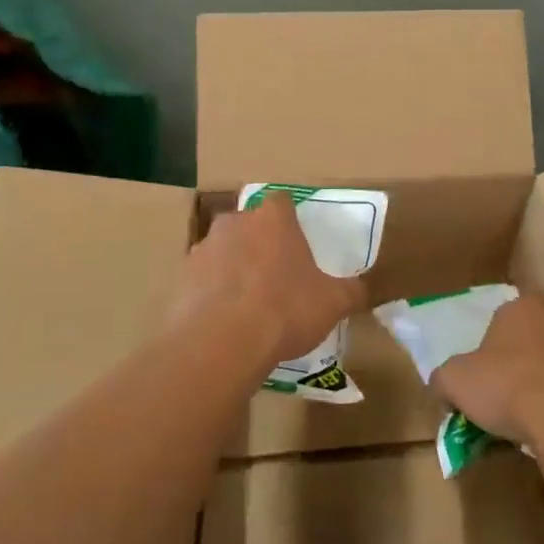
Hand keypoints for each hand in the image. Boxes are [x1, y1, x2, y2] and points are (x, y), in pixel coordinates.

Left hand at [168, 194, 366, 366]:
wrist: (220, 343)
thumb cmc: (285, 310)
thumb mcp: (332, 303)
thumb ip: (351, 291)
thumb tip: (363, 288)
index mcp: (273, 219)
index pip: (281, 201)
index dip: (289, 218)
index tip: (297, 240)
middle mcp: (235, 224)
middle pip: (248, 224)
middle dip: (259, 242)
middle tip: (274, 274)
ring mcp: (203, 249)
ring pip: (222, 251)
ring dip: (233, 267)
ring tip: (248, 303)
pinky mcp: (181, 279)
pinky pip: (202, 280)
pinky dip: (211, 294)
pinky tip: (224, 321)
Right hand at [431, 294, 543, 444]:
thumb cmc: (506, 387)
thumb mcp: (454, 381)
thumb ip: (443, 377)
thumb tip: (443, 383)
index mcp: (521, 306)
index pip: (501, 316)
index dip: (488, 344)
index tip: (481, 371)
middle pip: (529, 334)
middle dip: (516, 357)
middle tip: (501, 389)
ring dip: (540, 377)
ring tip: (524, 411)